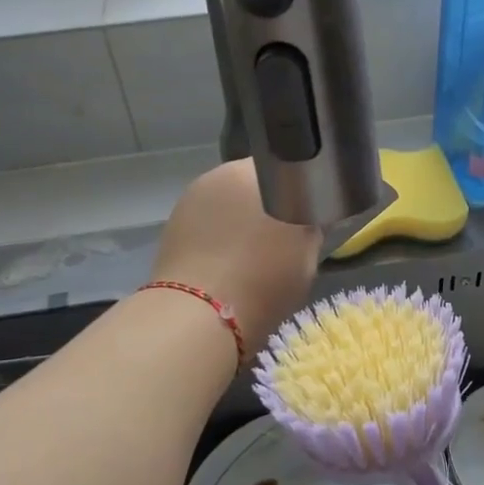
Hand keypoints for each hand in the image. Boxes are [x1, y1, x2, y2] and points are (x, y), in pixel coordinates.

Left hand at [150, 159, 321, 352]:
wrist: (198, 316)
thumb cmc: (264, 280)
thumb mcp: (307, 255)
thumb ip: (311, 225)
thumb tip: (311, 216)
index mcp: (258, 172)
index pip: (289, 168)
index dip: (300, 190)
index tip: (306, 215)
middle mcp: (222, 173)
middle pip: (254, 183)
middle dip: (266, 202)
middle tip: (280, 236)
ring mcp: (192, 197)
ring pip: (227, 201)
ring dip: (238, 217)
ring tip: (249, 252)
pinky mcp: (172, 224)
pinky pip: (205, 222)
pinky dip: (216, 234)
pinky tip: (224, 261)